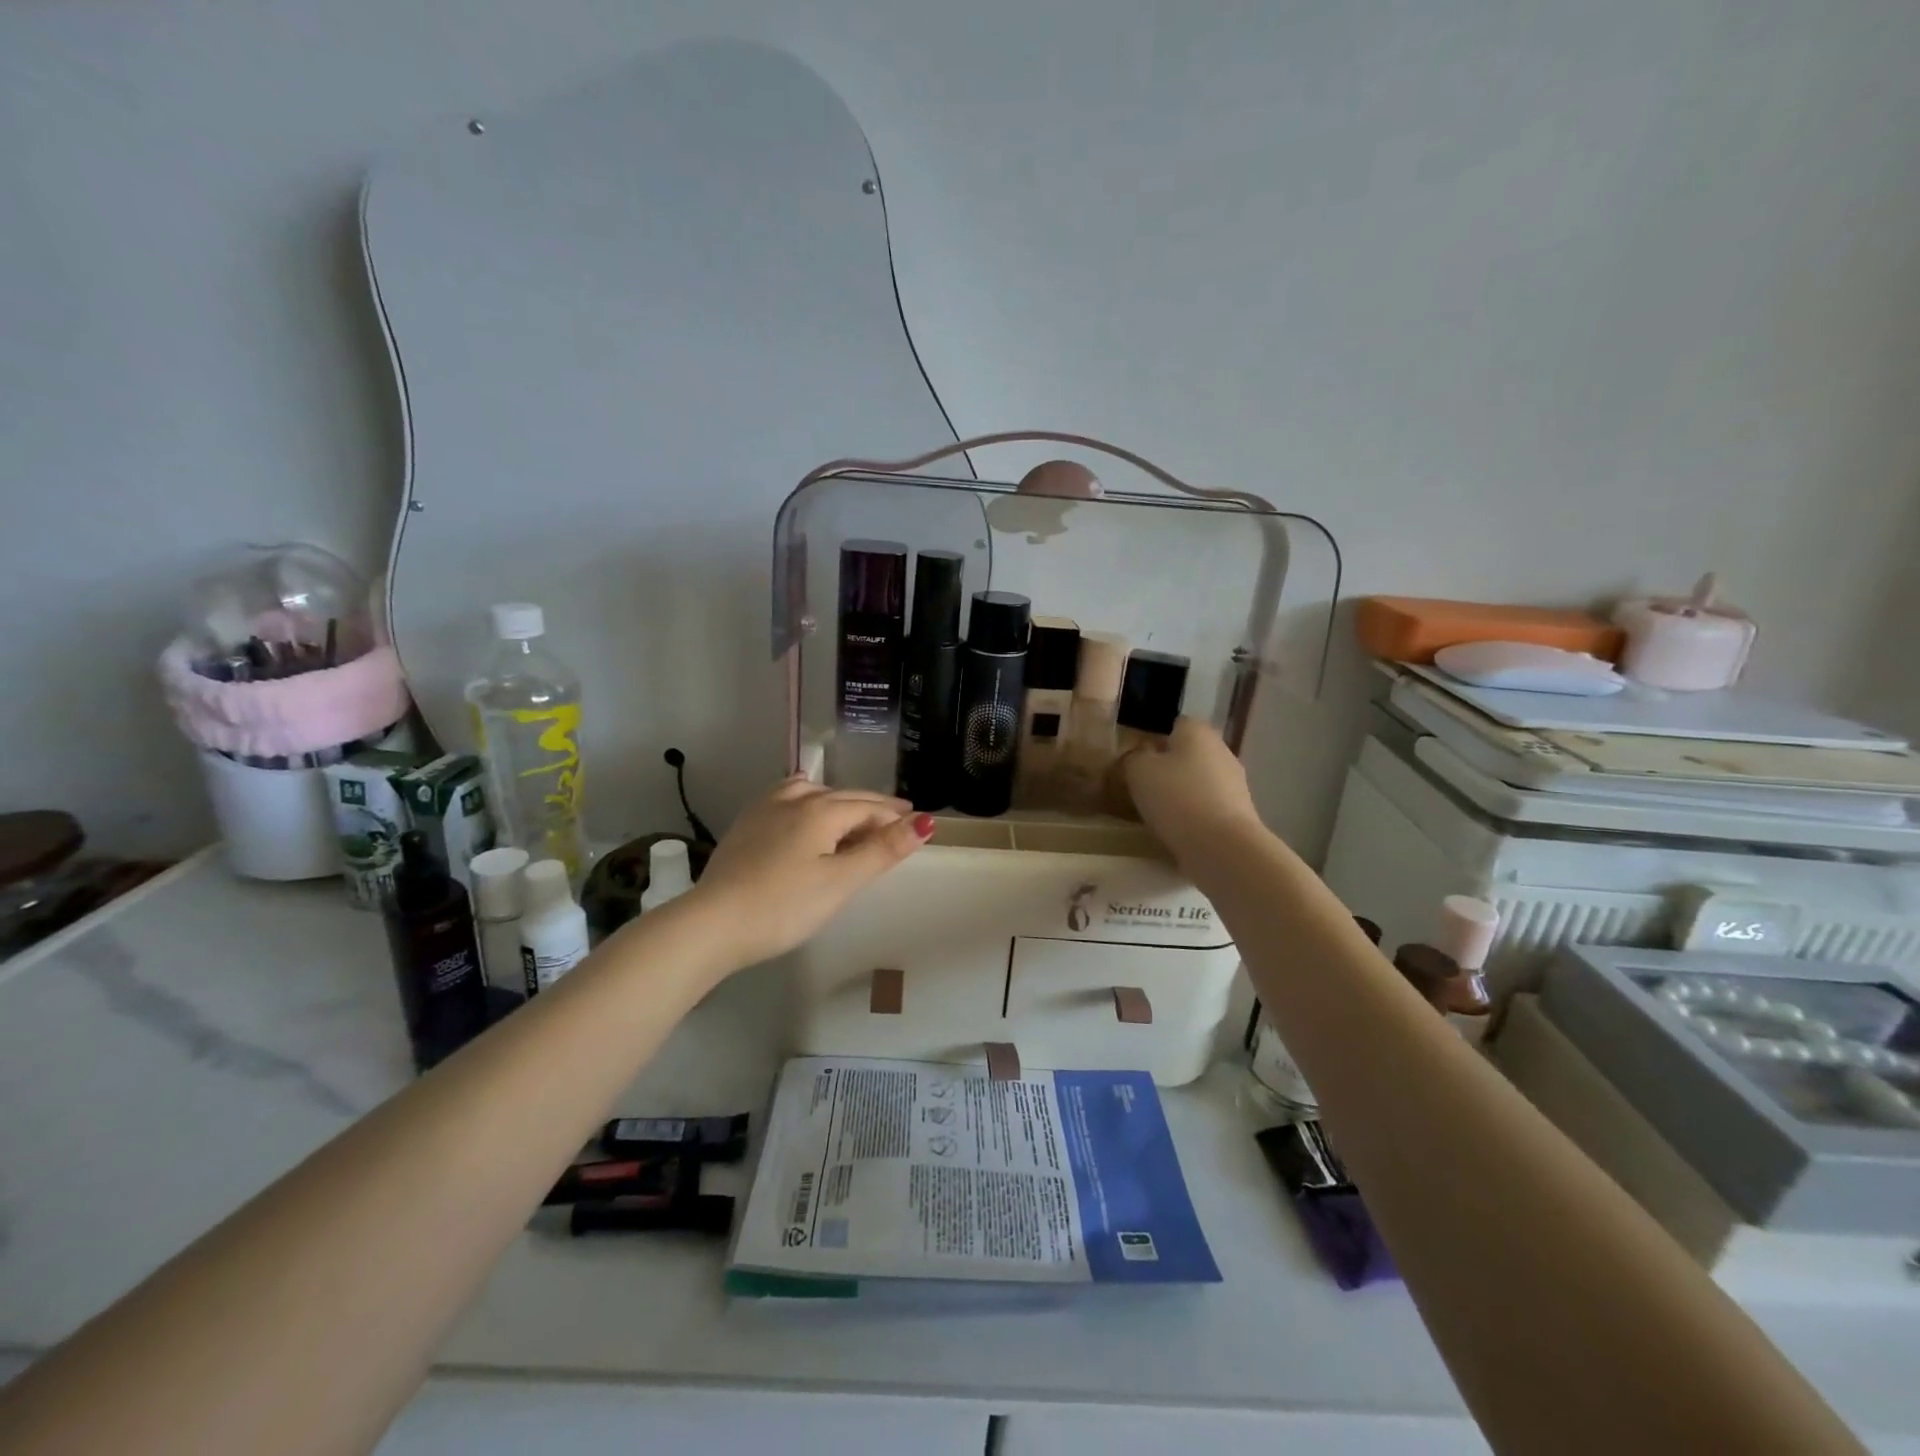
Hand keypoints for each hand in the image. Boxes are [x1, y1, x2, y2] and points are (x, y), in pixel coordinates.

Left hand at [687, 778, 934, 969]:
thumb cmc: (784, 906)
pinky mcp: (746, 823)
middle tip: (898, 816)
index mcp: (821, 810)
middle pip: (844, 797)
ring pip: (814, 792)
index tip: (917, 825)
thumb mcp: (841, 882)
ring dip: (840, 801)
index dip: (895, 817)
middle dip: (873, 806)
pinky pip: (787, 797)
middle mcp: (794, 798)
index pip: (869, 808)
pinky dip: (809, 800)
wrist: (713, 923)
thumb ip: (882, 850)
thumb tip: (924, 822)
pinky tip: (803, 808)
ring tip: (854, 813)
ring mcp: (765, 808)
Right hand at [1121, 718, 1264, 865]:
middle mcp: (1221, 750)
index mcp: (1198, 731)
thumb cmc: (1176, 798)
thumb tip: (1138, 758)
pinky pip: (1208, 806)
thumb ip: (1134, 758)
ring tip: (1156, 813)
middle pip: (1188, 753)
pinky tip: (1177, 830)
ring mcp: (1235, 783)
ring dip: (1181, 792)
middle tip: (1142, 787)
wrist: (1221, 846)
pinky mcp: (1239, 813)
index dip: (1153, 738)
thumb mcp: (1138, 771)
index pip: (1174, 724)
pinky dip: (1194, 814)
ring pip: (1199, 780)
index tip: (1136, 759)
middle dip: (1168, 767)